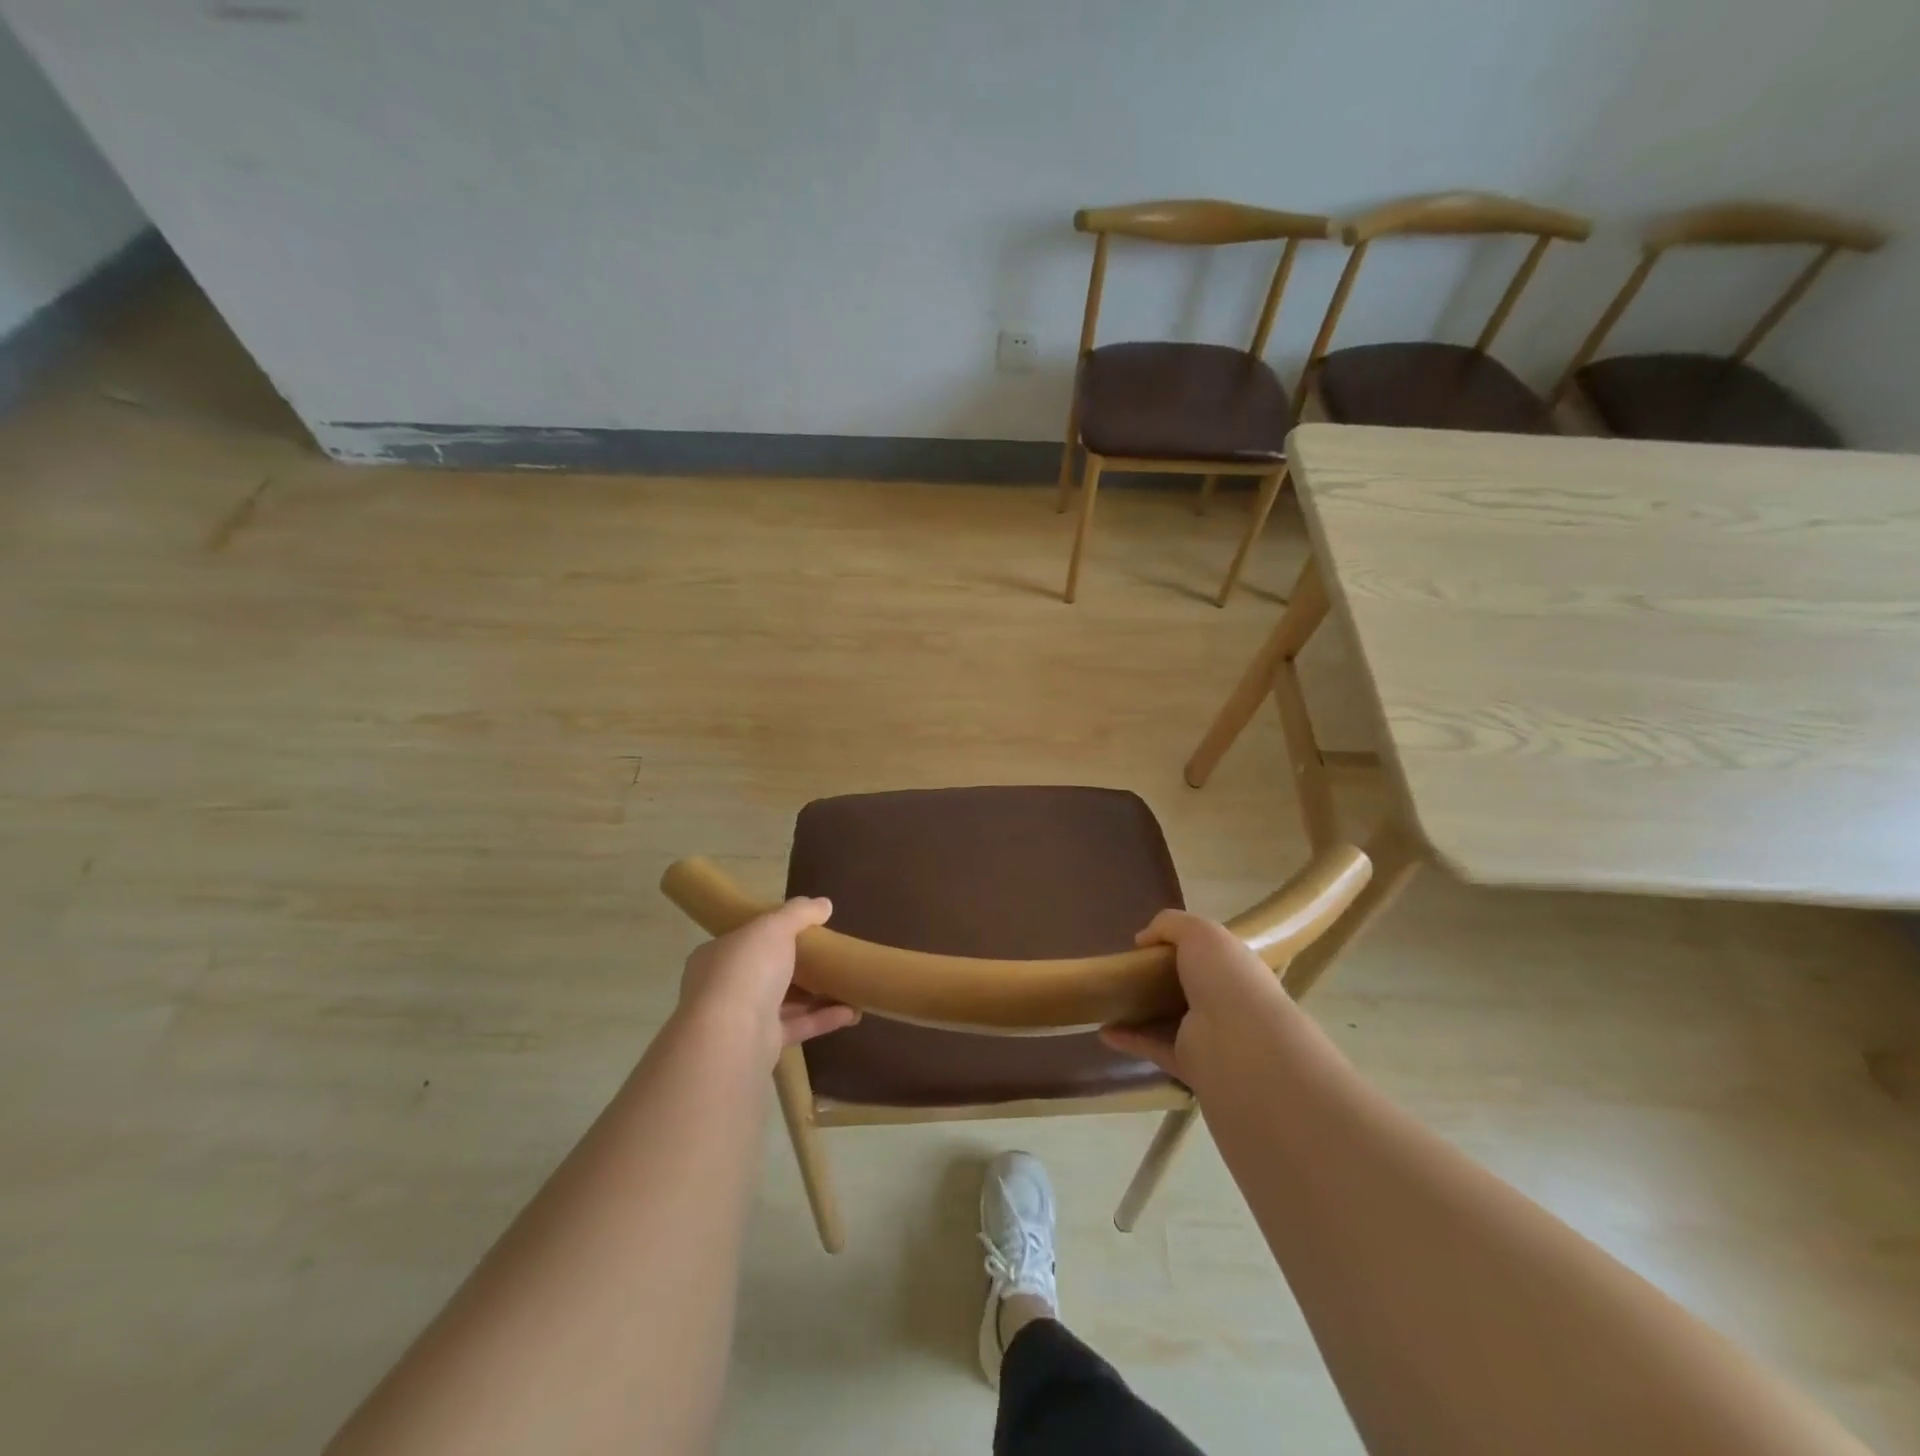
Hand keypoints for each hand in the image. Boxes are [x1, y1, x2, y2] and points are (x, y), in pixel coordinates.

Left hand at [678, 897, 859, 1063]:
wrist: (733, 1035)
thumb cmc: (747, 969)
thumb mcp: (774, 927)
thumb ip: (799, 913)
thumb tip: (824, 904)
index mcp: (717, 955)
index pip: (745, 940)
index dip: (772, 934)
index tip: (803, 930)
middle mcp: (724, 987)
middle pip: (766, 972)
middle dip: (798, 966)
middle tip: (829, 957)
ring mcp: (741, 1019)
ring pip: (784, 1002)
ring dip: (816, 995)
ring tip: (849, 985)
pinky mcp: (762, 1045)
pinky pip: (796, 1027)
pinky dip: (822, 1019)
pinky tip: (851, 1013)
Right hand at [1100, 909, 1282, 1082]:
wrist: (1238, 1042)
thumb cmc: (1225, 978)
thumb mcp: (1198, 931)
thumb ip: (1170, 924)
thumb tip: (1143, 939)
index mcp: (1234, 970)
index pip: (1210, 956)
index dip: (1182, 947)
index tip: (1149, 944)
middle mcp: (1225, 1003)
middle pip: (1187, 989)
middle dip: (1158, 980)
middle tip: (1126, 970)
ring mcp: (1208, 1037)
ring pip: (1169, 1021)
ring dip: (1140, 1013)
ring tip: (1108, 1001)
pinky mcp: (1189, 1064)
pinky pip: (1154, 1048)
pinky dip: (1129, 1040)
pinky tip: (1104, 1031)